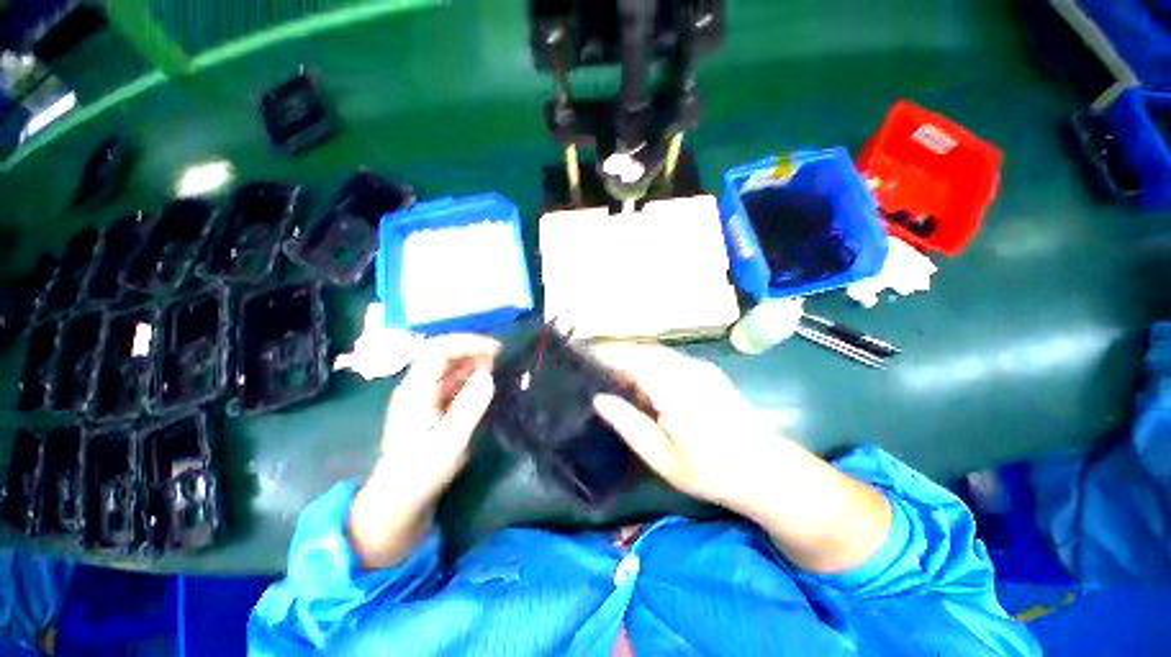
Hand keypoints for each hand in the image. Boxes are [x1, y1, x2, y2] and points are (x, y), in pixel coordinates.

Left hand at [349, 335, 498, 568]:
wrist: (399, 502)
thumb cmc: (421, 473)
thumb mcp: (449, 442)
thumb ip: (469, 407)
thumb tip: (489, 376)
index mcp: (415, 390)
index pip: (438, 350)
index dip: (467, 343)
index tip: (495, 349)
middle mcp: (418, 388)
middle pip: (445, 355)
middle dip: (474, 352)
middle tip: (502, 362)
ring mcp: (425, 398)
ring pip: (451, 369)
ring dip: (475, 365)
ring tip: (499, 373)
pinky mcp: (433, 409)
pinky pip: (454, 385)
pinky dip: (472, 381)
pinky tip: (487, 389)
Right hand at [591, 343, 891, 572]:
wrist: (769, 471)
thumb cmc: (712, 471)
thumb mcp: (663, 457)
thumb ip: (628, 423)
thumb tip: (598, 398)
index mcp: (673, 388)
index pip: (630, 358)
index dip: (604, 354)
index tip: (580, 355)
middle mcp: (687, 368)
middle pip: (641, 350)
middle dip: (615, 354)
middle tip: (591, 367)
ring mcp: (700, 367)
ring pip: (655, 352)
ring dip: (632, 358)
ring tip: (611, 373)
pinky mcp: (707, 371)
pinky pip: (669, 359)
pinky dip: (649, 363)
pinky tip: (642, 380)